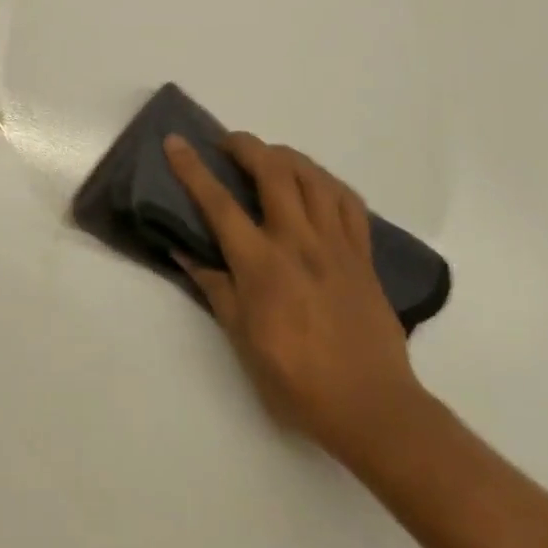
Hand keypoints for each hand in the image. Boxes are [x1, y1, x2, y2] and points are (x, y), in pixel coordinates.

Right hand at [164, 132, 424, 464]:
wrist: (371, 406)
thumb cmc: (297, 381)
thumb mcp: (242, 341)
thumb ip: (215, 289)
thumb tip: (184, 253)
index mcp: (262, 265)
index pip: (219, 204)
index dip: (192, 169)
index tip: (175, 142)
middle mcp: (299, 242)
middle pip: (273, 171)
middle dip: (246, 146)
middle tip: (228, 144)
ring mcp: (336, 244)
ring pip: (313, 177)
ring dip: (286, 156)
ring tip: (269, 157)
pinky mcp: (363, 254)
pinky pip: (348, 201)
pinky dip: (327, 182)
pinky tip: (316, 184)